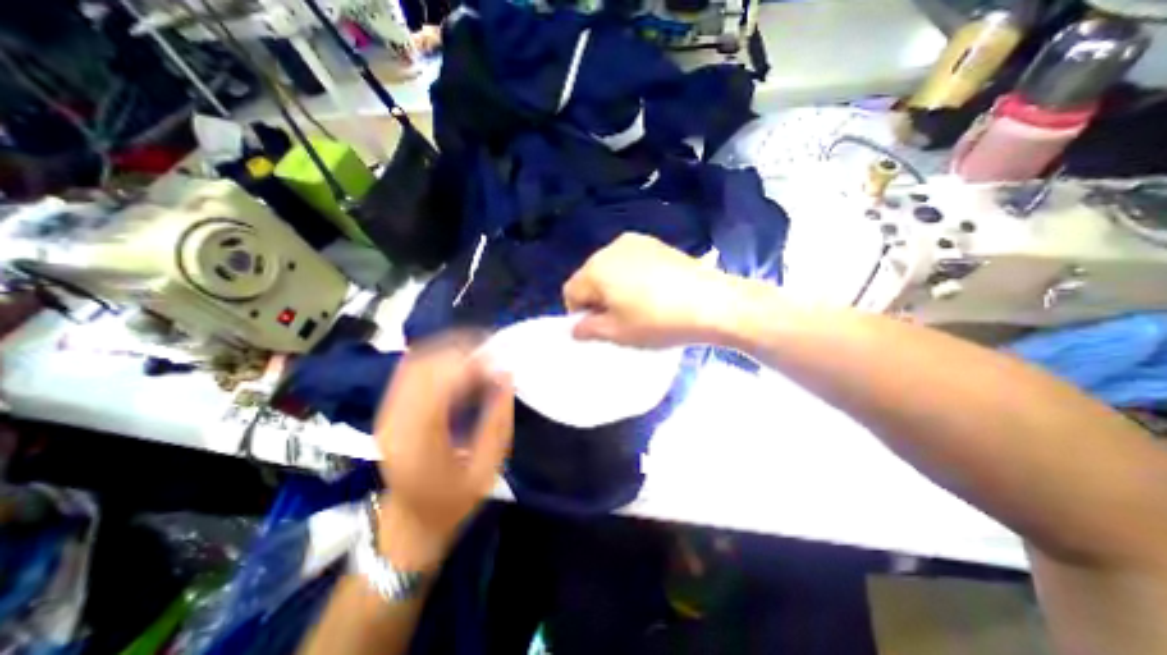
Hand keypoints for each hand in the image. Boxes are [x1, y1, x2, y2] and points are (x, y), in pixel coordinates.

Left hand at [374, 335, 511, 569]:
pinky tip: (459, 360)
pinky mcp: (388, 409)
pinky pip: (410, 369)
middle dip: (461, 349)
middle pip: (423, 365)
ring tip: (479, 352)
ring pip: (414, 362)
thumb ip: (498, 420)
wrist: (409, 522)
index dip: (470, 362)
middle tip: (492, 352)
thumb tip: (506, 375)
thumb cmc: (453, 501)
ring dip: (449, 349)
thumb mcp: (487, 469)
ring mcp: (386, 413)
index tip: (499, 360)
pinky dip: (436, 357)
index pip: (439, 383)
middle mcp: (394, 420)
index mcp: (418, 441)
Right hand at [562, 233, 731, 346]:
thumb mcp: (617, 333)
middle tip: (619, 319)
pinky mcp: (656, 243)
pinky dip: (632, 276)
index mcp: (596, 268)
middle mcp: (610, 248)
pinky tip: (653, 291)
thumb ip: (588, 330)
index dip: (579, 313)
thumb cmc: (657, 321)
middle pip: (590, 276)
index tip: (599, 327)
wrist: (712, 302)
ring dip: (614, 287)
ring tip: (638, 305)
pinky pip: (631, 261)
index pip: (571, 291)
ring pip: (610, 268)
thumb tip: (575, 327)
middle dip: (597, 298)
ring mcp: (635, 242)